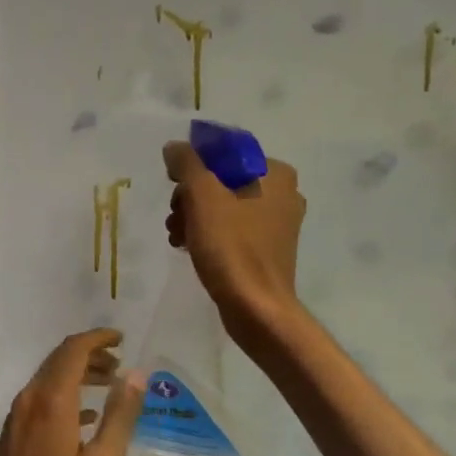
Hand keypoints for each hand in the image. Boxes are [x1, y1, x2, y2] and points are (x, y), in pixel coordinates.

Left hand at [0, 329, 144, 455]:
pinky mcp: (12, 435)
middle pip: (59, 360)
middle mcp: (29, 400)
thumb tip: (137, 374)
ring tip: (109, 386)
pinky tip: (86, 418)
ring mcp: (17, 418)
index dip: (98, 339)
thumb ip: (120, 416)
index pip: (73, 350)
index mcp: (52, 402)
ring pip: (49, 379)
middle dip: (90, 355)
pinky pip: (41, 400)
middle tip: (121, 365)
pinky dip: (65, 396)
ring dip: (78, 375)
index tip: (122, 339)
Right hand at [163, 140, 306, 341]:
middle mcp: (283, 193)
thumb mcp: (202, 194)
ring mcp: (277, 223)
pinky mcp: (267, 249)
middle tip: (174, 215)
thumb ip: (186, 162)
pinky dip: (208, 233)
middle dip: (190, 195)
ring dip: (193, 216)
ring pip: (223, 205)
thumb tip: (175, 148)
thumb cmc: (231, 245)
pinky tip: (188, 247)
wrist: (255, 307)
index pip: (225, 152)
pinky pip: (231, 228)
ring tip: (176, 235)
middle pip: (222, 179)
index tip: (173, 184)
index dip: (193, 164)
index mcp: (275, 173)